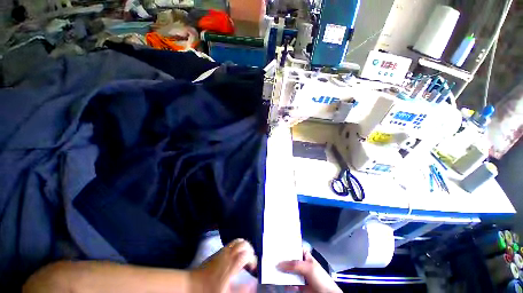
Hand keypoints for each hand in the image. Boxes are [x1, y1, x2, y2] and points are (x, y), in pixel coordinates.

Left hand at [190, 239, 257, 292]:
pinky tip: (236, 256)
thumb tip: (253, 283)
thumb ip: (241, 289)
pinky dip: (238, 245)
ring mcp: (223, 251)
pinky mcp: (219, 250)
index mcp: (231, 265)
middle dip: (250, 250)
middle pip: (244, 244)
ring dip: (244, 246)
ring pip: (238, 241)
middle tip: (250, 261)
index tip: (252, 269)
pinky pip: (232, 242)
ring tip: (244, 257)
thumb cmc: (209, 291)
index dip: (253, 259)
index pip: (247, 254)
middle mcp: (228, 254)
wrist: (192, 284)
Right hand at [277, 249, 340, 292]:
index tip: (276, 245)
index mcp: (305, 256)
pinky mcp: (298, 286)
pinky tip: (279, 280)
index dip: (286, 247)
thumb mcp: (308, 267)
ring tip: (271, 268)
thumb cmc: (320, 278)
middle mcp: (301, 264)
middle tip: (271, 257)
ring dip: (281, 271)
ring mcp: (299, 275)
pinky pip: (289, 283)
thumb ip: (293, 265)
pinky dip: (284, 282)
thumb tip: (278, 264)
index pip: (294, 248)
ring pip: (288, 271)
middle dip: (281, 260)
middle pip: (289, 260)